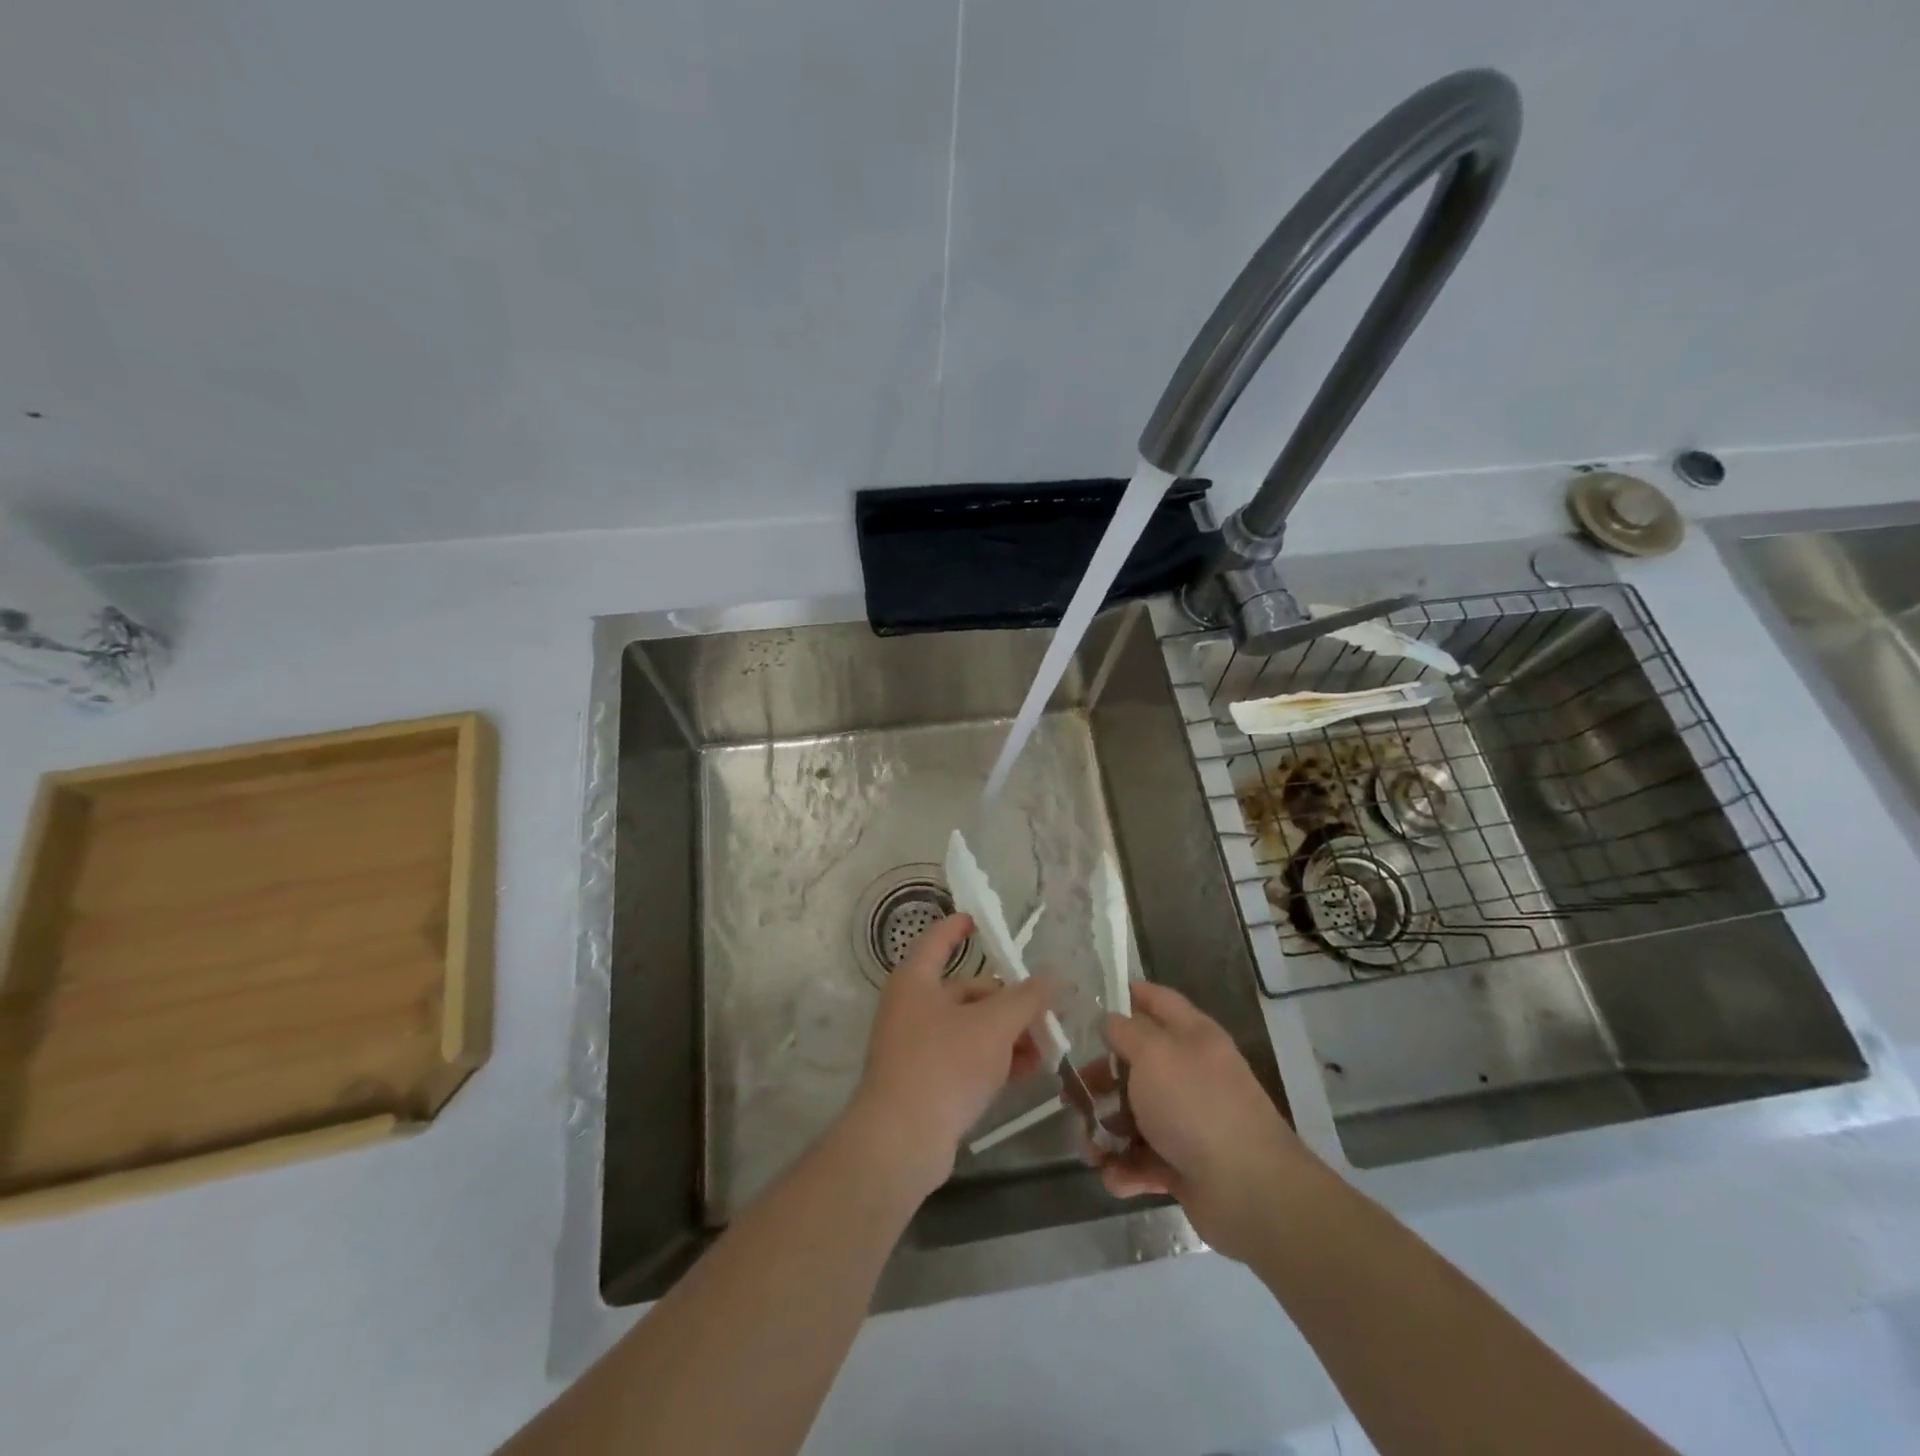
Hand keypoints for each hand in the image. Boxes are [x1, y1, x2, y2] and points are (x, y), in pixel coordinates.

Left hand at [843, 914, 1054, 1200]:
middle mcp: (912, 1006)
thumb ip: (1027, 999)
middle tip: (1047, 1012)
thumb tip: (1054, 977)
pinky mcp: (925, 1080)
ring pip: (970, 1026)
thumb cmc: (944, 1065)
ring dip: (1008, 1033)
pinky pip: (965, 1057)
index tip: (981, 920)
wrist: (901, 1141)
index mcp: (916, 980)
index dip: (960, 927)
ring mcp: (916, 1046)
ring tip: (1046, 1046)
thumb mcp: (994, 1026)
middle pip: (967, 990)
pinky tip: (1027, 1070)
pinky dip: (994, 1058)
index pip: (939, 940)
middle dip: (1009, 1000)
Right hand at [1088, 981, 1310, 1262]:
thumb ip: (1125, 1032)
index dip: (1127, 995)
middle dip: (1101, 1079)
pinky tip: (1114, 1177)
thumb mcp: (1153, 1054)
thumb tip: (1110, 1021)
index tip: (1089, 1002)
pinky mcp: (1184, 1164)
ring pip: (1134, 1115)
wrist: (1250, 1191)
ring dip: (1106, 1132)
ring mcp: (1189, 1120)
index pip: (1157, 1000)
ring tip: (1089, 1150)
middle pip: (1136, 1064)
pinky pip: (1144, 1159)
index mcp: (1192, 1036)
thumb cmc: (1196, 1106)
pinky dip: (1126, 1169)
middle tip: (1071, 1093)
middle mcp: (1191, 1072)